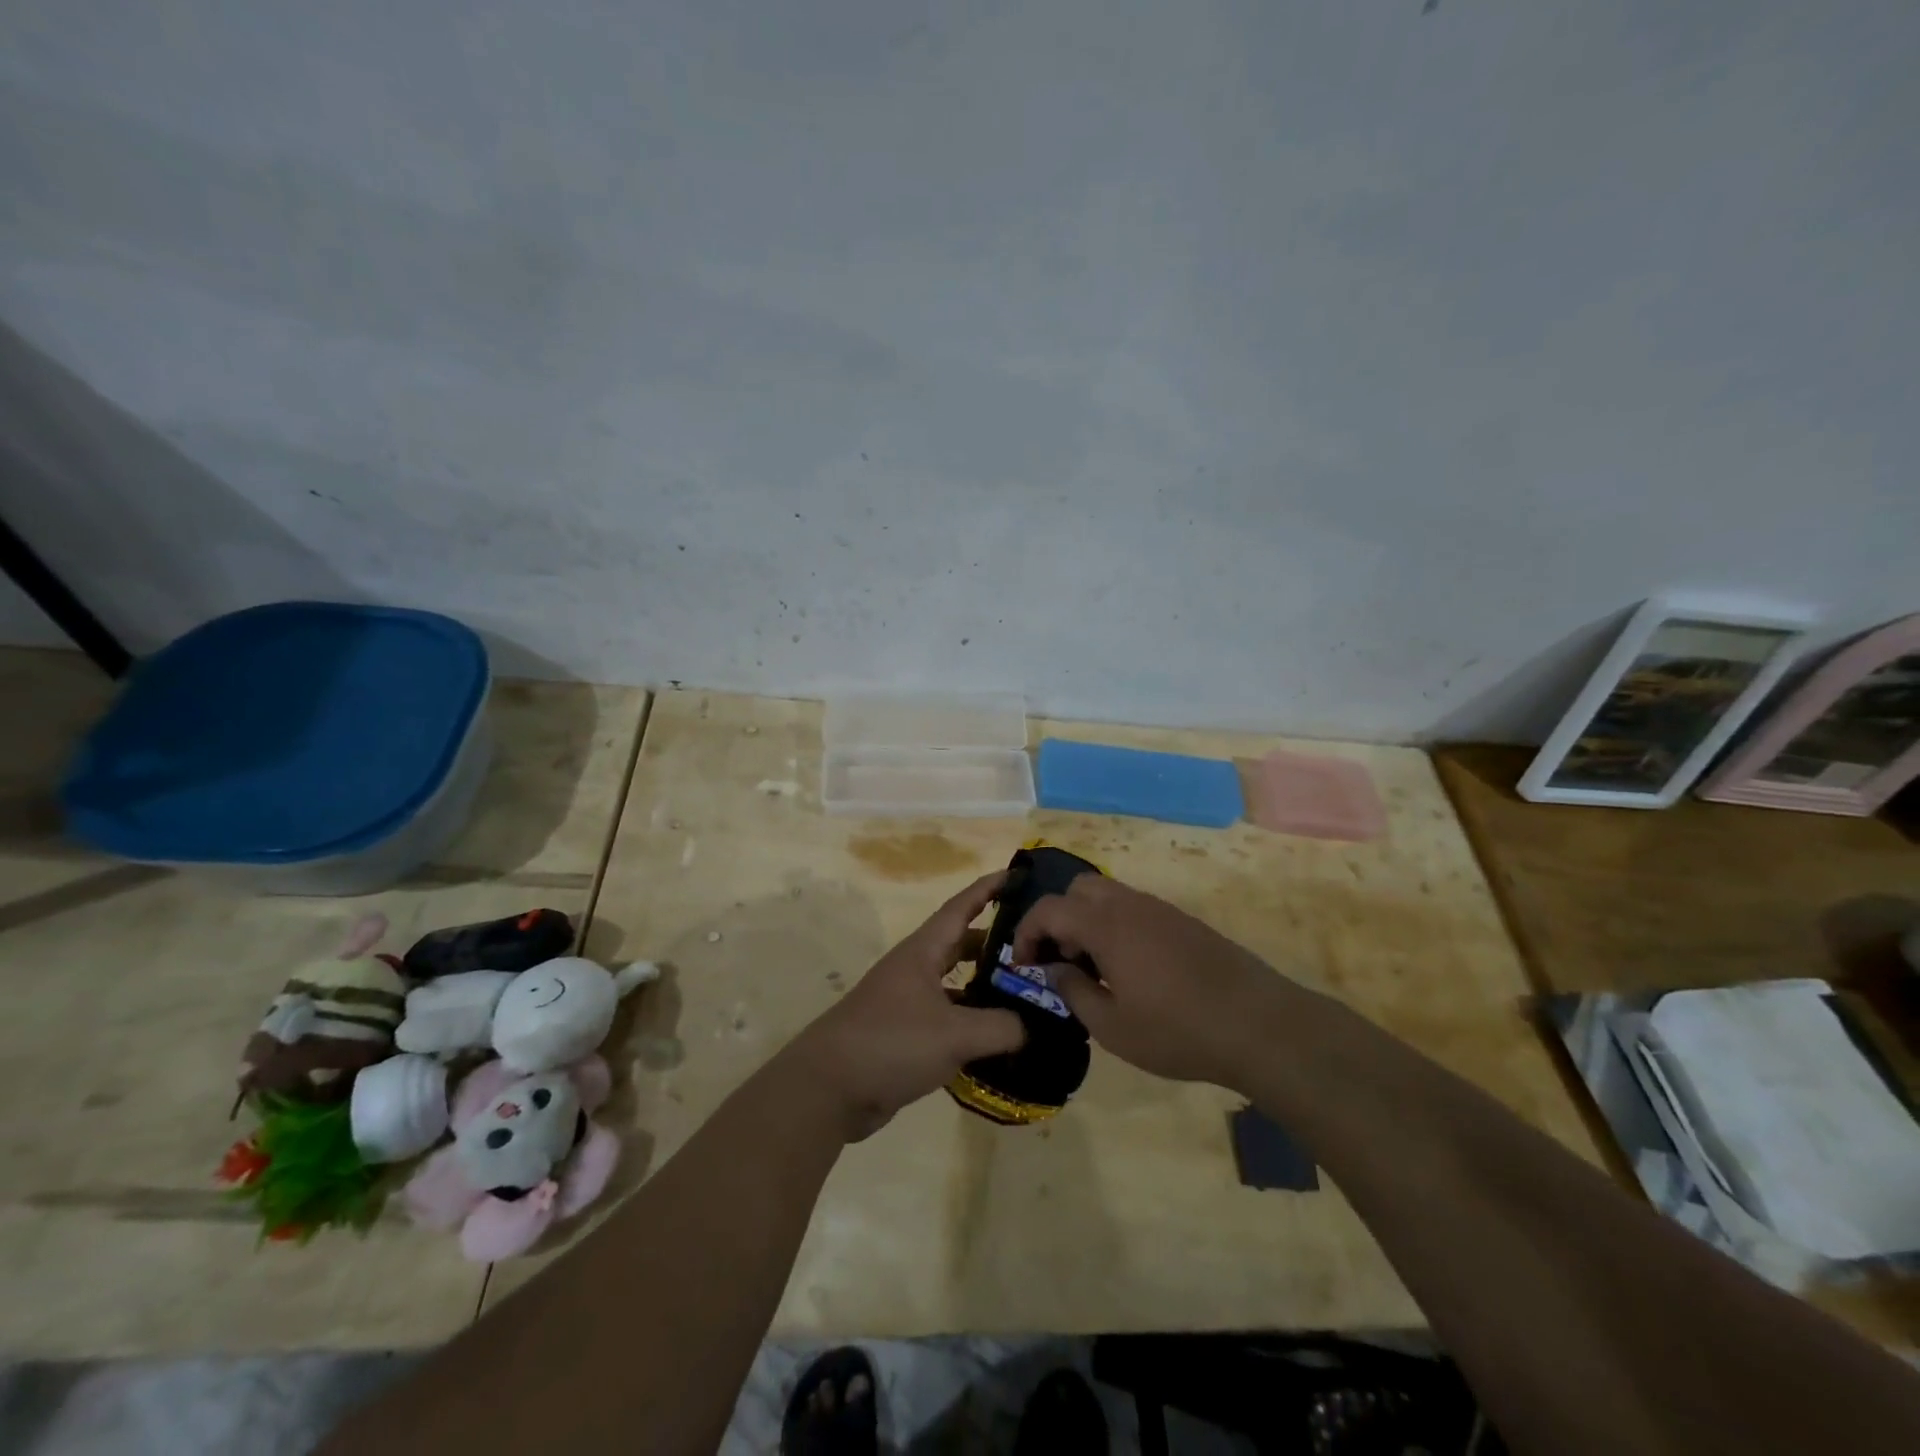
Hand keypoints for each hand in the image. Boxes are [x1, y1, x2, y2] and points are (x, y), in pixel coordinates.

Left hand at [787, 872, 1026, 1140]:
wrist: (828, 1088)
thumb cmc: (891, 1042)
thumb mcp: (954, 1034)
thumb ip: (1001, 1027)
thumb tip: (1035, 1027)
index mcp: (923, 952)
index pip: (961, 907)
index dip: (989, 889)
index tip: (1018, 875)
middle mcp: (916, 969)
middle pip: (961, 944)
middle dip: (996, 941)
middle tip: (1036, 946)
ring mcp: (908, 1001)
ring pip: (956, 982)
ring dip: (986, 984)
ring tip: (1026, 992)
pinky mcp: (906, 1034)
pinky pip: (949, 1017)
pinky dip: (973, 1020)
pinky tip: (998, 1037)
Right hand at [1010, 874, 1287, 1090]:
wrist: (1259, 1025)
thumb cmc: (1177, 1031)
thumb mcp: (1112, 1027)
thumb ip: (1074, 991)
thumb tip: (1055, 968)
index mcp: (1106, 925)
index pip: (1049, 908)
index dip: (1027, 932)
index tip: (1025, 965)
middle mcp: (1130, 905)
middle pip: (1078, 888)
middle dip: (1059, 918)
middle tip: (1063, 960)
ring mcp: (1161, 909)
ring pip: (1109, 895)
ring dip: (1089, 921)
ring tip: (1096, 968)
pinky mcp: (1184, 921)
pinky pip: (1135, 908)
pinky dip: (1117, 926)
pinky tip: (1131, 969)